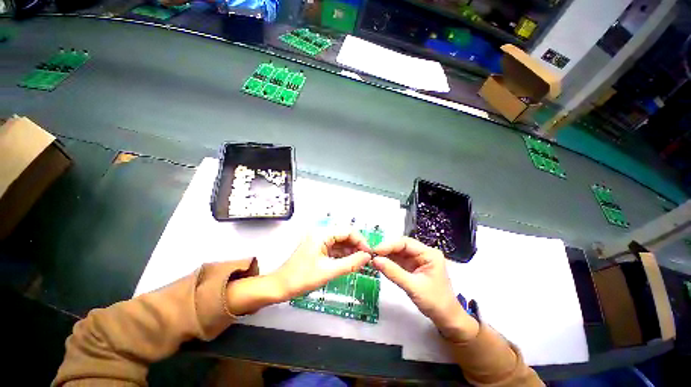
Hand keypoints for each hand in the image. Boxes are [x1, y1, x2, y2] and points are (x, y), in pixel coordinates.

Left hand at [274, 231, 371, 298]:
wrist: (279, 287)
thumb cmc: (301, 278)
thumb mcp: (328, 271)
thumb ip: (350, 263)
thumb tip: (367, 257)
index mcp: (322, 234)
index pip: (347, 231)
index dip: (360, 240)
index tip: (368, 253)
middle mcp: (321, 234)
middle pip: (344, 235)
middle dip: (356, 246)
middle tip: (366, 259)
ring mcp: (320, 241)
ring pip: (341, 242)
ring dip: (351, 251)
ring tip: (361, 262)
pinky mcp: (319, 249)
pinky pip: (335, 249)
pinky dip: (343, 255)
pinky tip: (351, 262)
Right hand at [372, 237, 478, 341]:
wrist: (446, 318)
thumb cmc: (434, 302)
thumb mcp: (413, 287)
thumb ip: (393, 272)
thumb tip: (375, 260)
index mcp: (429, 254)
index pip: (406, 243)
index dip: (389, 245)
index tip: (375, 250)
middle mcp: (423, 253)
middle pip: (401, 246)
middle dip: (386, 249)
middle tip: (371, 254)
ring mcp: (417, 260)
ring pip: (398, 252)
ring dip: (386, 255)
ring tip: (372, 258)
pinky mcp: (412, 267)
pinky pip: (398, 261)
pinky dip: (389, 262)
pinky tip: (380, 263)